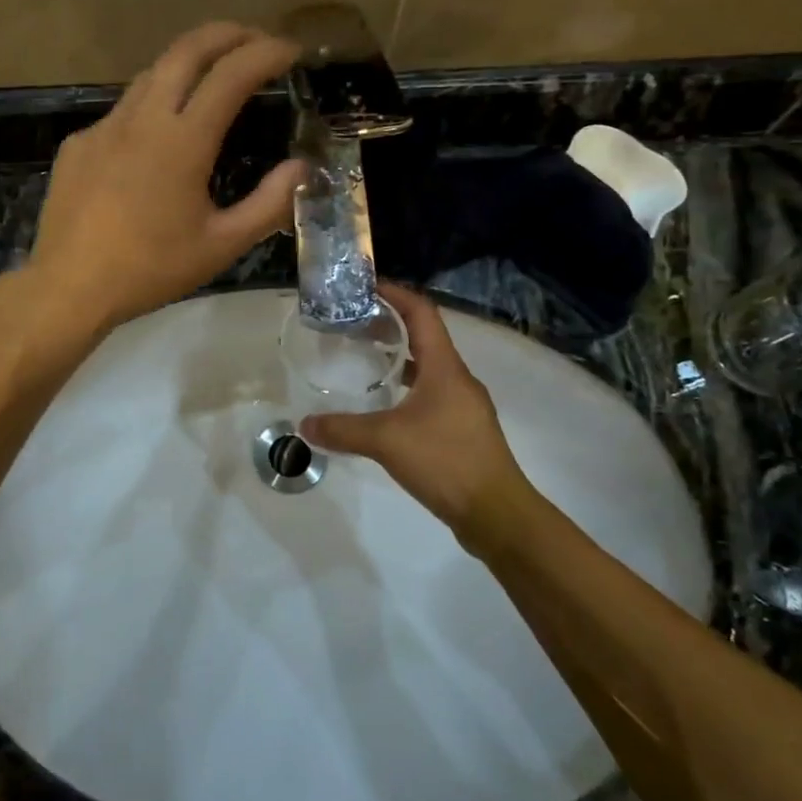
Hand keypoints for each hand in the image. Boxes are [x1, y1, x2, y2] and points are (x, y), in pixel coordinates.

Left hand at [28, 23, 302, 333]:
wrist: (69, 287)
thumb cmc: (151, 269)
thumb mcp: (222, 245)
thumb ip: (269, 204)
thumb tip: (301, 168)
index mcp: (182, 141)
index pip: (231, 74)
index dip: (266, 53)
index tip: (290, 51)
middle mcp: (142, 119)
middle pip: (186, 50)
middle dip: (226, 34)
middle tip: (255, 39)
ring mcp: (103, 127)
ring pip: (151, 74)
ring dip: (188, 63)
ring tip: (212, 78)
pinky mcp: (78, 144)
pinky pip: (122, 112)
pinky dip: (151, 106)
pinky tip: (155, 140)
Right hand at [301, 282, 529, 552]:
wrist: (496, 513)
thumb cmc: (445, 461)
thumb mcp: (386, 442)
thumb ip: (343, 430)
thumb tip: (304, 424)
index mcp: (444, 367)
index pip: (422, 312)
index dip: (395, 294)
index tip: (365, 287)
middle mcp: (457, 378)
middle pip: (425, 336)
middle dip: (390, 324)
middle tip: (354, 323)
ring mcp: (464, 404)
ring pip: (429, 366)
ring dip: (400, 356)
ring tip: (365, 357)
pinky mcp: (463, 428)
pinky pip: (432, 392)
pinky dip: (408, 385)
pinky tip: (387, 404)